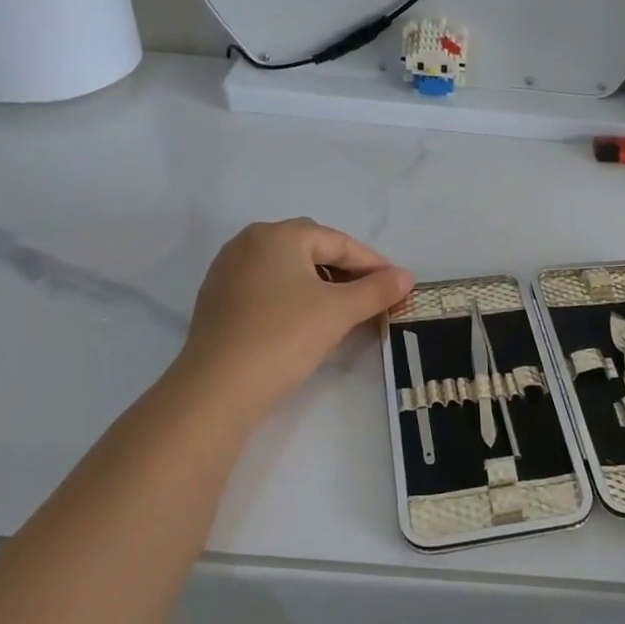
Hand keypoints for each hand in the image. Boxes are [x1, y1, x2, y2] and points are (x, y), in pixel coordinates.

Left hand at [173, 218, 412, 422]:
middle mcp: (249, 242)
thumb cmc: (285, 336)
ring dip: (319, 283)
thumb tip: (407, 276)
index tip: (396, 283)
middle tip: (371, 294)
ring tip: (343, 309)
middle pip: (311, 249)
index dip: (372, 262)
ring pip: (287, 268)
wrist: (218, 388)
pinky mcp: (217, 299)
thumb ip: (377, 289)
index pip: (337, 242)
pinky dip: (292, 296)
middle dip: (345, 269)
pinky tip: (306, 321)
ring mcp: (227, 270)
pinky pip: (266, 287)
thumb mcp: (340, 311)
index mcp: (278, 235)